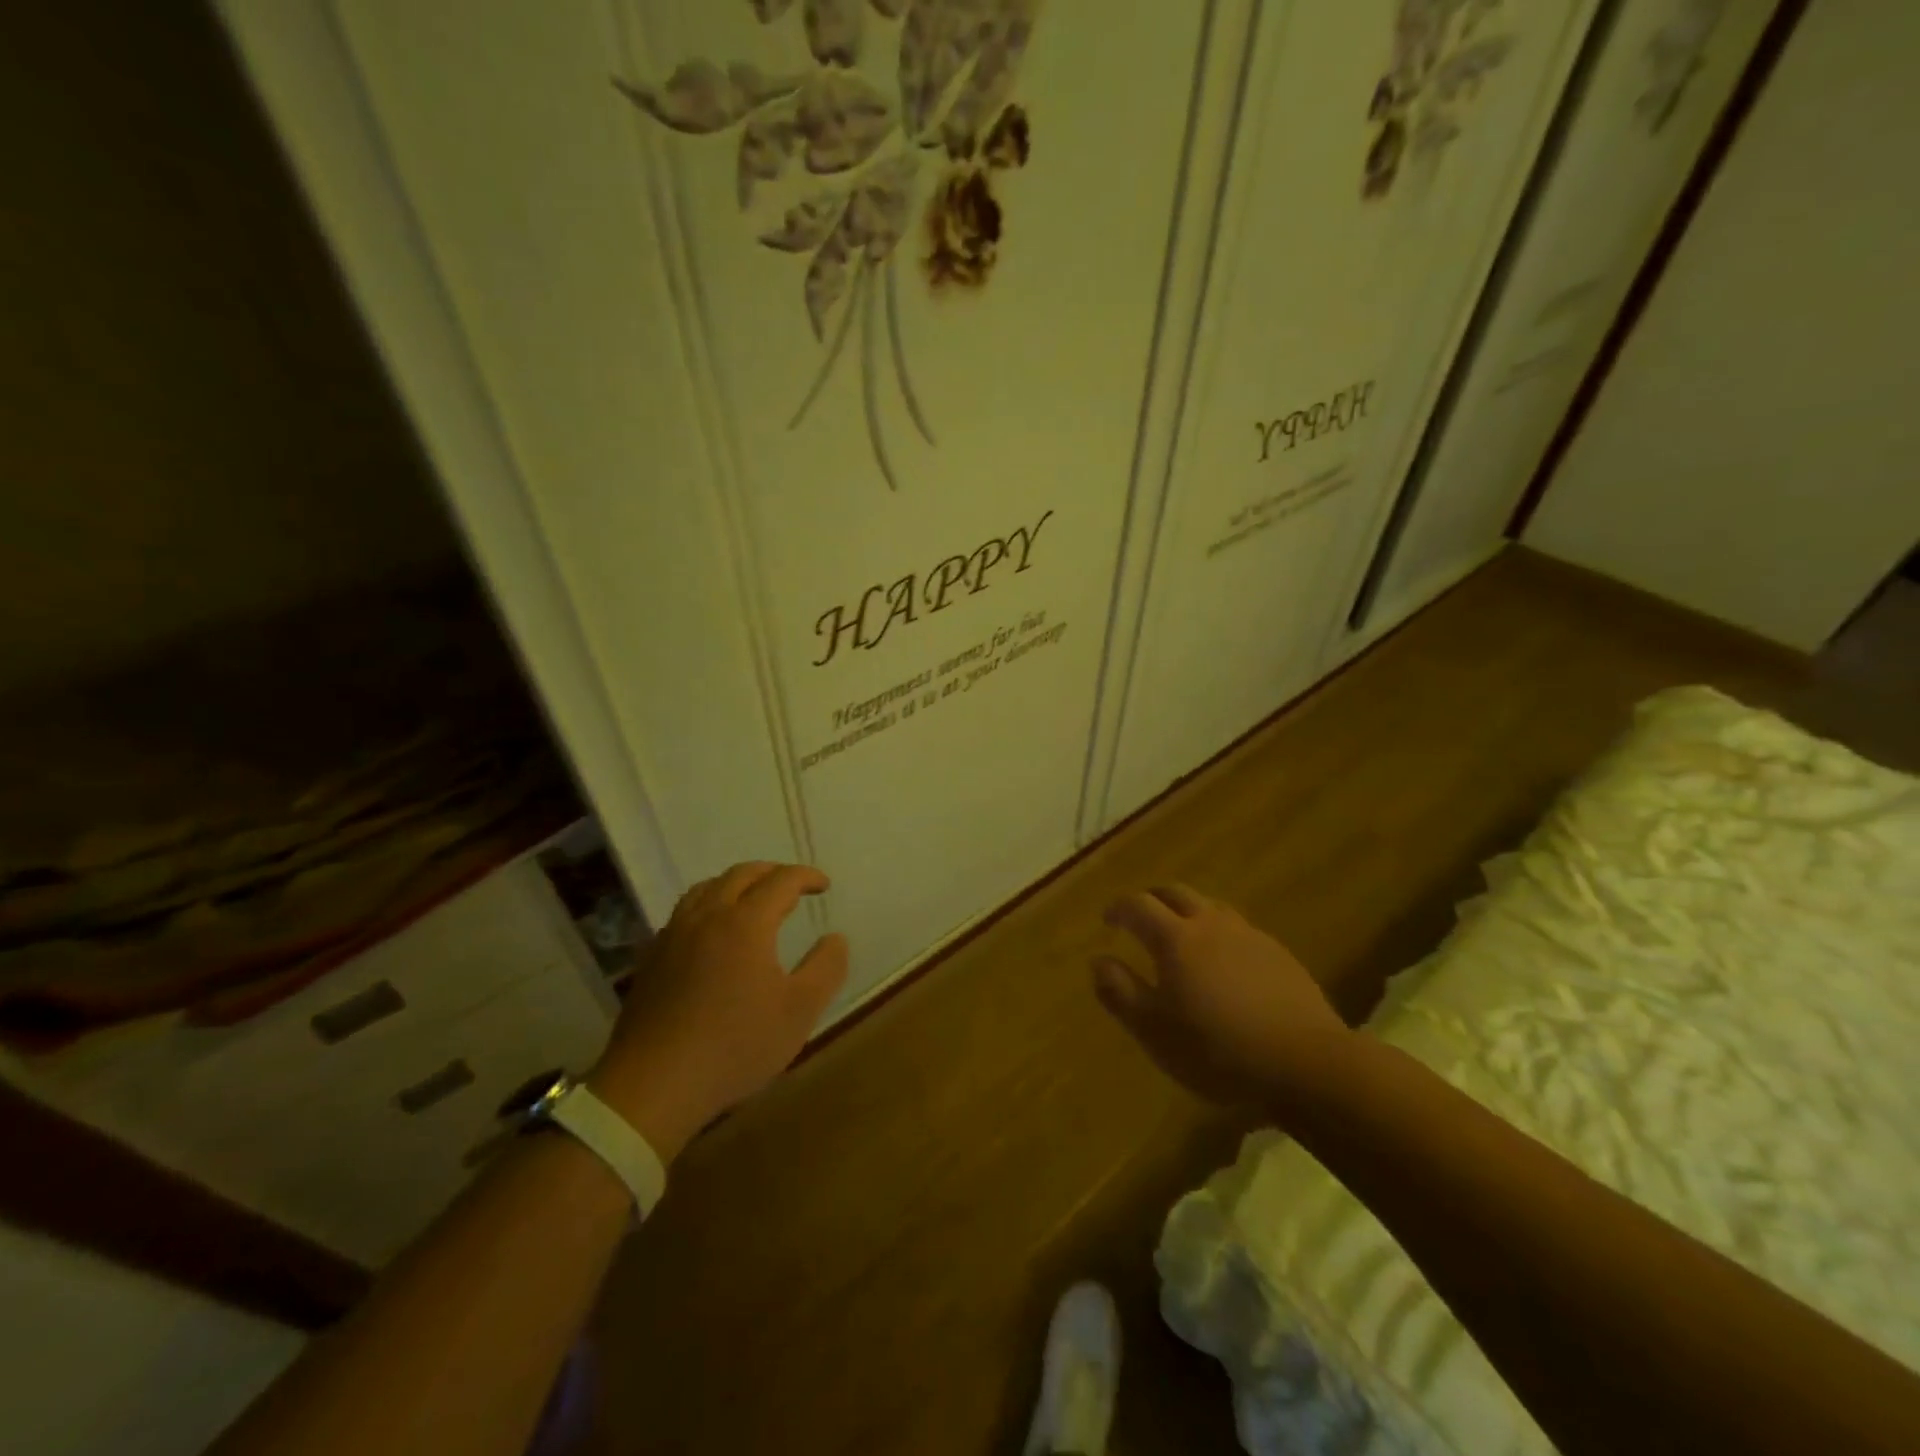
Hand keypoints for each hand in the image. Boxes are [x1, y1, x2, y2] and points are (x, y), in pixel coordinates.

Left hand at [587, 862, 847, 1162]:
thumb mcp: (799, 1011)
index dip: (806, 876)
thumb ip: (826, 968)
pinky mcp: (652, 958)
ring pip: (706, 888)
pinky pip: (684, 912)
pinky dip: (709, 905)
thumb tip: (835, 938)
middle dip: (772, 873)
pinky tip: (712, 933)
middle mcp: (708, 916)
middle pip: (741, 875)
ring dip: (736, 884)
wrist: (654, 1085)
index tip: (824, 886)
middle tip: (793, 886)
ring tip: (752, 899)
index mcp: (746, 922)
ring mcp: (674, 935)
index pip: (781, 881)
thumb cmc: (735, 1046)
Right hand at [1092, 885, 1356, 1114]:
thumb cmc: (1218, 1050)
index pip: (1138, 905)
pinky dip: (1218, 933)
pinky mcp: (1278, 953)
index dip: (1119, 908)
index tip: (1108, 919)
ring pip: (1210, 907)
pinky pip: (1238, 929)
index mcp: (1175, 938)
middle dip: (1152, 899)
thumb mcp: (1154, 1031)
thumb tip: (1098, 961)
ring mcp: (1249, 935)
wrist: (1307, 1063)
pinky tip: (1224, 963)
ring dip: (1187, 912)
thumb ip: (1120, 991)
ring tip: (1181, 936)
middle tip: (1140, 917)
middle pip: (1175, 893)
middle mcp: (1210, 924)